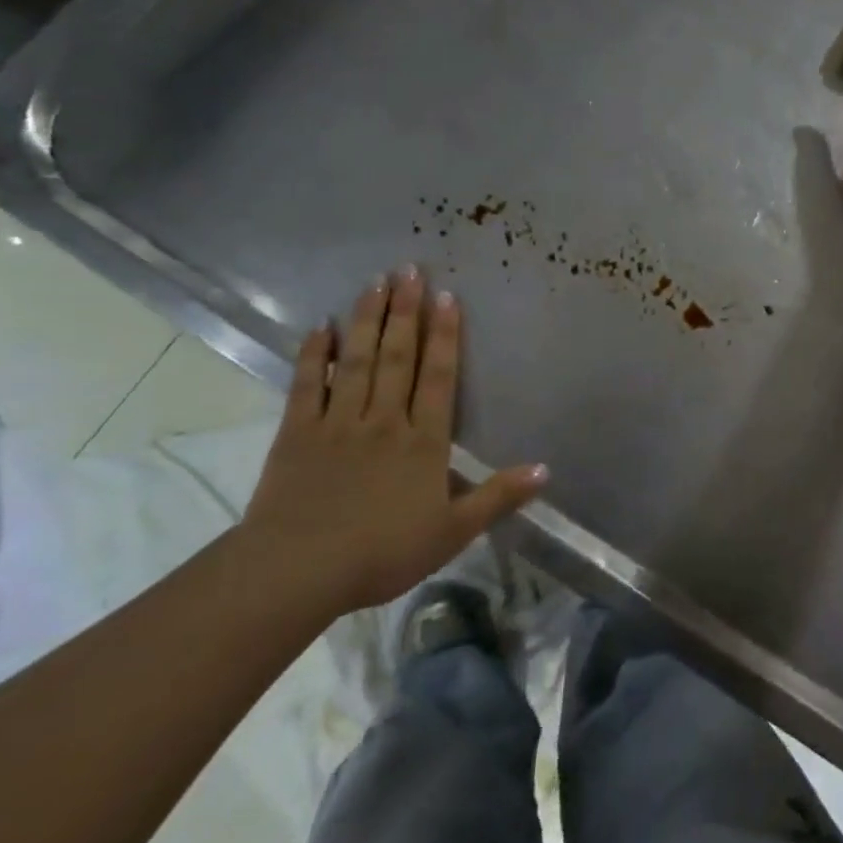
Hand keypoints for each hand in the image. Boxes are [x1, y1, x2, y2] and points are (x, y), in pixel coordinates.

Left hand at [238, 267, 548, 614]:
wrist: (297, 572)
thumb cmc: (383, 553)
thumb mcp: (453, 532)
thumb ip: (498, 497)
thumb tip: (546, 469)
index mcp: (423, 441)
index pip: (438, 378)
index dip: (445, 336)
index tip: (446, 297)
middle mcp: (383, 420)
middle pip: (398, 357)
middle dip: (406, 312)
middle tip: (409, 270)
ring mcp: (337, 423)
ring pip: (357, 361)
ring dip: (367, 320)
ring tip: (375, 282)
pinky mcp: (297, 434)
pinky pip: (307, 386)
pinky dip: (314, 355)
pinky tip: (320, 327)